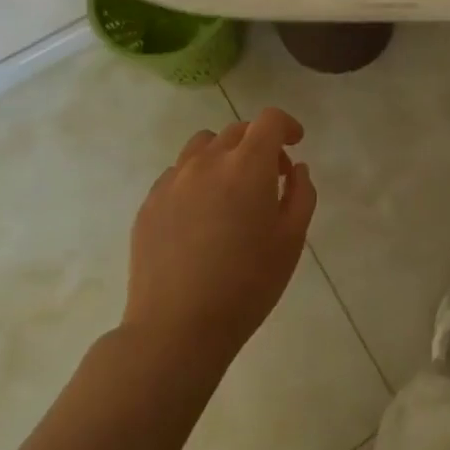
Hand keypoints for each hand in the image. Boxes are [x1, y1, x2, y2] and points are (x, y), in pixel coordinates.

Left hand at [123, 108, 316, 369]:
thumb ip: (301, 195)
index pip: (269, 120)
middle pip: (237, 131)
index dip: (286, 125)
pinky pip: (177, 173)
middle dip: (259, 144)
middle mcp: (207, 161)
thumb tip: (296, 169)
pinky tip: (201, 215)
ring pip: (202, 146)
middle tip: (270, 178)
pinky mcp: (149, 203)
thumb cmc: (247, 285)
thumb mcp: (291, 240)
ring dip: (224, 155)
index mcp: (247, 166)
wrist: (176, 328)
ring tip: (231, 190)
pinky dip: (196, 179)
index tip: (295, 143)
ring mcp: (173, 181)